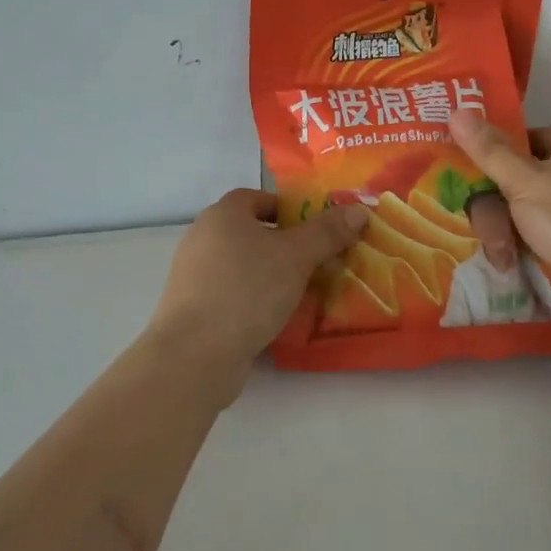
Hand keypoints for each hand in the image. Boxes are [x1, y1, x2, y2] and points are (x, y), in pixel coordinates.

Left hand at [148, 189, 369, 383]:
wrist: (195, 353)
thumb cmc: (247, 290)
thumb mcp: (296, 257)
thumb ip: (326, 232)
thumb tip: (357, 210)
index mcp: (222, 215)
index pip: (256, 197)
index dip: (286, 209)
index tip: (313, 230)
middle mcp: (202, 238)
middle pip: (249, 232)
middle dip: (282, 245)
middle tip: (315, 262)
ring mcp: (193, 275)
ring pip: (240, 265)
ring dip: (269, 274)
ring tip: (301, 293)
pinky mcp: (192, 308)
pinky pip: (230, 294)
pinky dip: (252, 300)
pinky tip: (273, 318)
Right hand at [448, 112, 550, 314]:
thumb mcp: (522, 182)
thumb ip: (488, 150)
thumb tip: (456, 110)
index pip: (526, 137)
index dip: (497, 153)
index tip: (472, 174)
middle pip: (522, 179)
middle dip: (497, 205)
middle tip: (484, 227)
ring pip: (530, 210)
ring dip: (508, 230)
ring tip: (501, 254)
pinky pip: (546, 233)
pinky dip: (528, 245)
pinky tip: (514, 261)